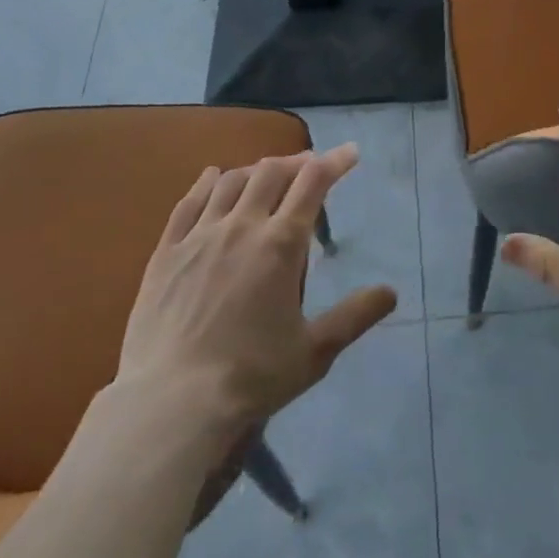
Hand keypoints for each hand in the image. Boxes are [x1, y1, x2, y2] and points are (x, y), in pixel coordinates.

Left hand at [117, 145, 396, 437]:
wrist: (170, 404)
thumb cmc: (250, 378)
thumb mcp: (313, 353)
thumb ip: (354, 317)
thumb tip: (391, 292)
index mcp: (281, 244)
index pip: (314, 182)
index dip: (335, 161)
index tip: (350, 153)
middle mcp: (242, 226)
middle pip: (272, 172)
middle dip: (297, 162)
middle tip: (310, 167)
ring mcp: (201, 235)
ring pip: (232, 181)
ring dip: (256, 170)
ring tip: (267, 174)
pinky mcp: (167, 251)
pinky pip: (189, 202)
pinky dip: (207, 182)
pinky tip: (214, 176)